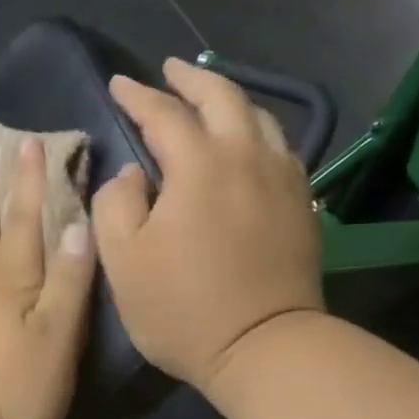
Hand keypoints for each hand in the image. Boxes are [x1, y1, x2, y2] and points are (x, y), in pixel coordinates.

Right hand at [93, 58, 322, 402]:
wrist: (265, 348)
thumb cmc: (183, 308)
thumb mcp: (123, 260)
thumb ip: (116, 203)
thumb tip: (133, 173)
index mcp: (199, 165)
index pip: (163, 113)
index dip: (137, 95)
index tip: (118, 83)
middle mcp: (246, 157)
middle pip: (223, 97)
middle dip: (192, 78)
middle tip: (170, 70)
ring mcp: (282, 179)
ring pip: (260, 118)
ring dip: (231, 100)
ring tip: (211, 99)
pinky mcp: (302, 204)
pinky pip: (281, 149)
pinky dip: (258, 133)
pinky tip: (249, 144)